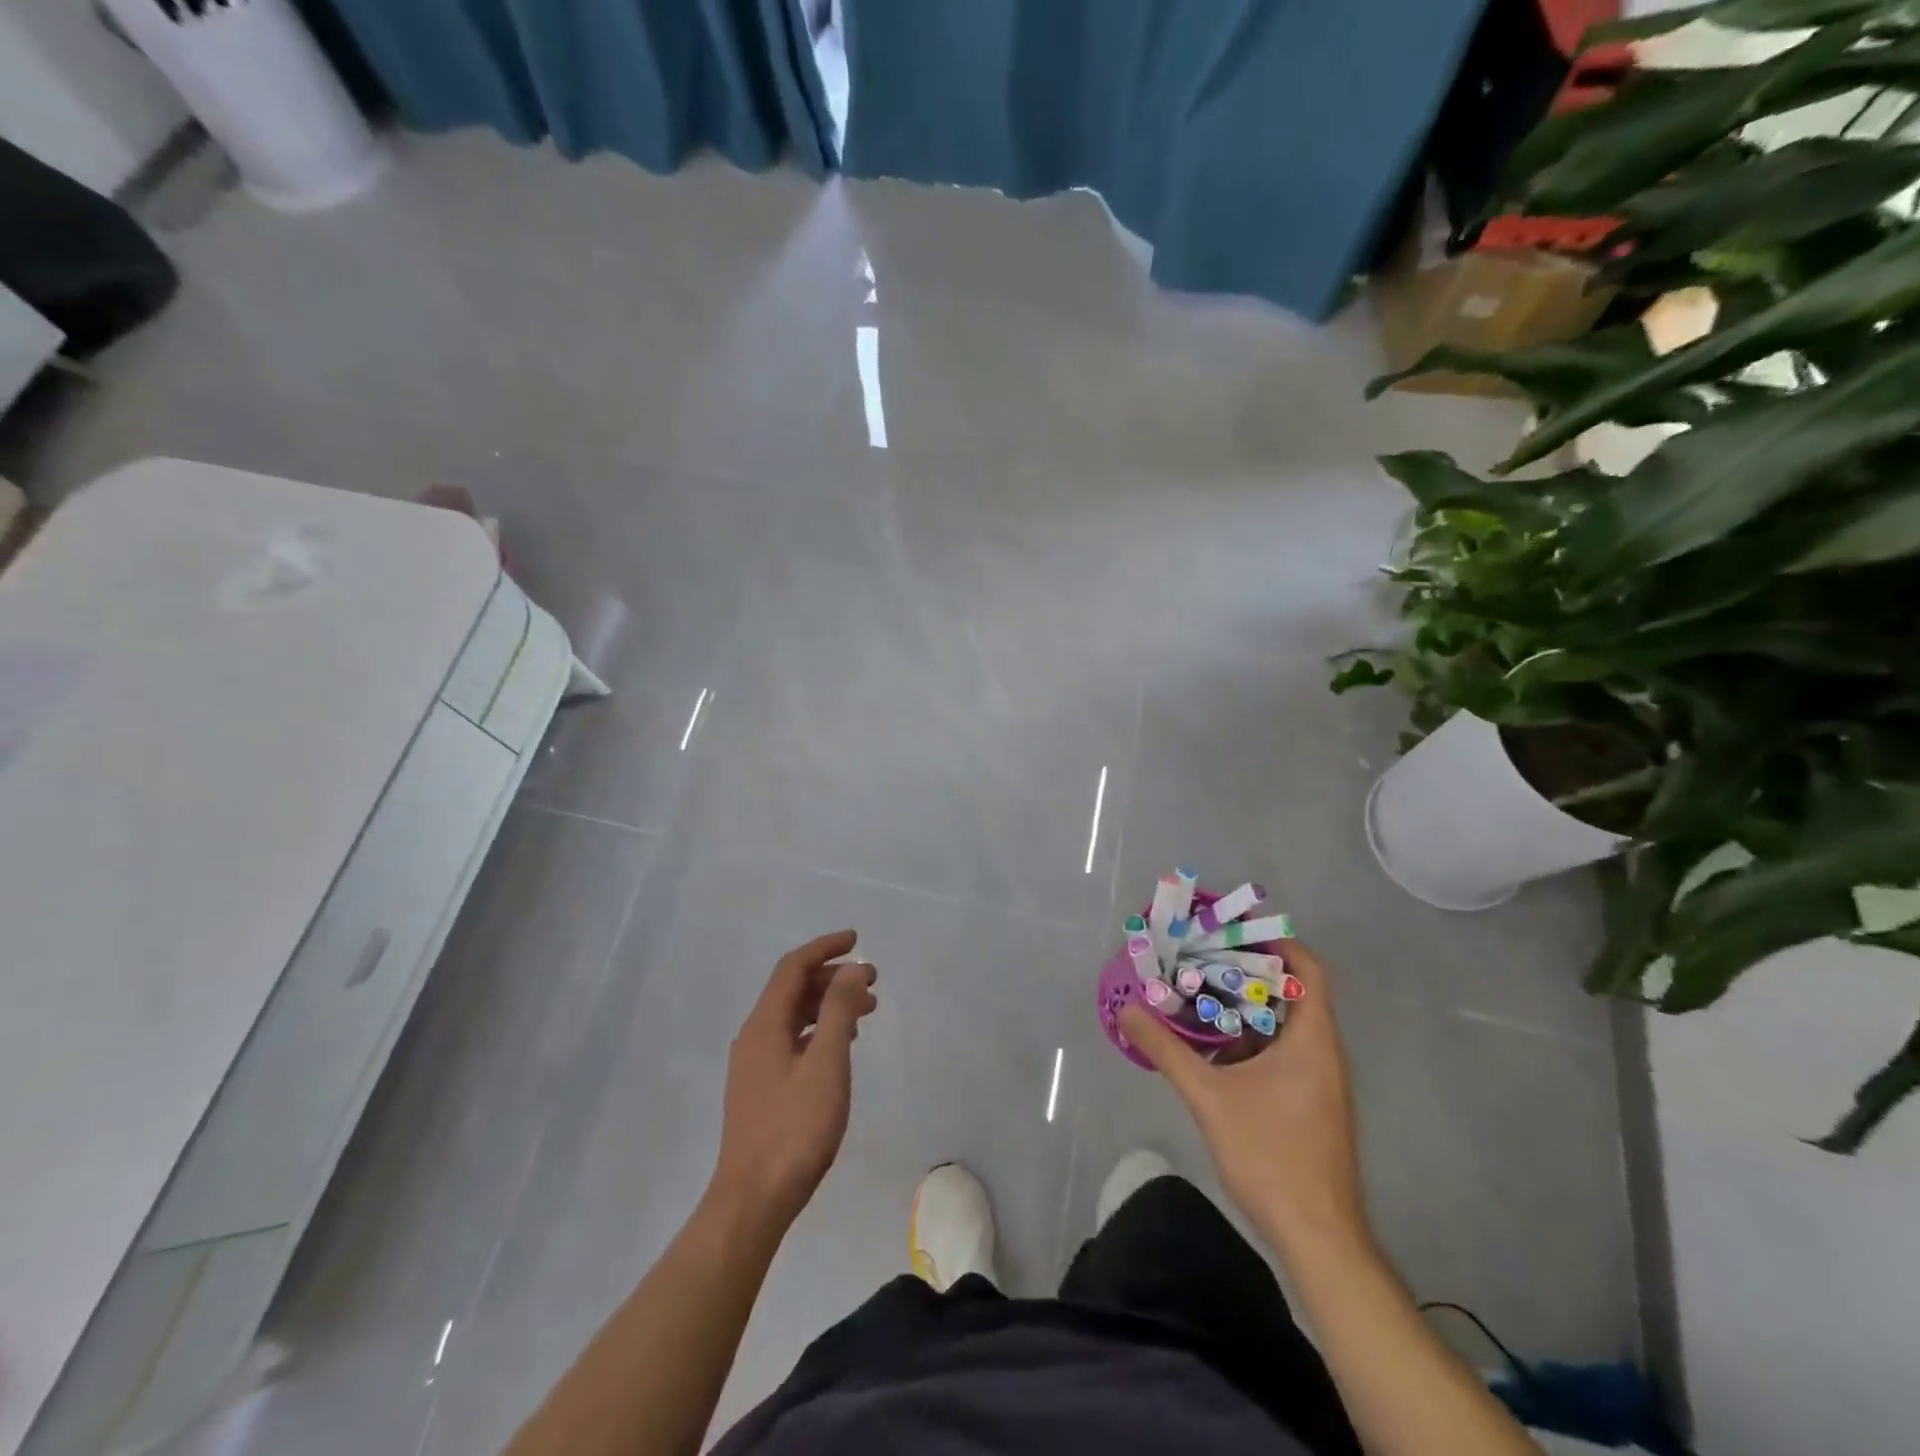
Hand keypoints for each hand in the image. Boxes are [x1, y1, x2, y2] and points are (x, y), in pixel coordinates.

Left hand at [708, 930, 877, 1231]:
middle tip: (872, 982)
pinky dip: (818, 1031)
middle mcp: (753, 1037)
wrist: (753, 1201)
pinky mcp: (761, 1089)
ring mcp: (754, 1065)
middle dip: (832, 977)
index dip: (825, 947)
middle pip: (792, 989)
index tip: (857, 940)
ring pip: (793, 1016)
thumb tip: (852, 969)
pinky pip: (791, 1040)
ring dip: (828, 1005)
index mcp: (764, 1024)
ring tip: (865, 1013)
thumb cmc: (794, 1129)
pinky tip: (840, 1047)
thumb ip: (839, 1012)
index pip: (793, 967)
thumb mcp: (826, 1063)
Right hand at [1118, 941, 1367, 1259]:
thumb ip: (1167, 1050)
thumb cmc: (1271, 1155)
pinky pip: (1285, 1053)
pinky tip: (1215, 1049)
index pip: (1309, 970)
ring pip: (1287, 1026)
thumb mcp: (1209, 1098)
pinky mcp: (1312, 1105)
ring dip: (1248, 1008)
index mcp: (1312, 1040)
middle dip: (1249, 972)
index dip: (1277, 943)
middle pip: (1294, 993)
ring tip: (1201, 994)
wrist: (1318, 1236)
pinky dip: (1253, 1040)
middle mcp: (1324, 1053)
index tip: (1234, 932)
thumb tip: (1128, 1011)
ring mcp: (1321, 1082)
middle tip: (1202, 958)